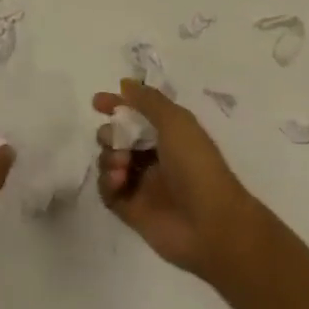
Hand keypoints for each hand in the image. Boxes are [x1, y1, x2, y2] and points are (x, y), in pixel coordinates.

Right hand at [93, 80, 260, 279]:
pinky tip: (119, 181)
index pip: (137, 115)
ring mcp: (142, 184)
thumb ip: (148, 101)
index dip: (117, 105)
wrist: (211, 224)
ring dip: (109, 157)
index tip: (97, 102)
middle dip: (110, 133)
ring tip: (122, 165)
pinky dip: (107, 182)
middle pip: (118, 138)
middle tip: (114, 138)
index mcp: (169, 135)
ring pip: (110, 162)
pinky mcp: (131, 210)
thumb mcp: (176, 122)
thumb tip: (125, 84)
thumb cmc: (196, 165)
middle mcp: (154, 157)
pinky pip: (107, 191)